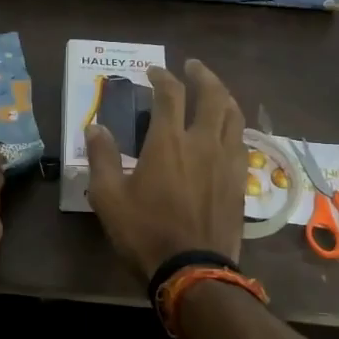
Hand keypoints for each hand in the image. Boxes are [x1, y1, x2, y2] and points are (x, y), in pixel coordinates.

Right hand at [85, 59, 245, 277]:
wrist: (193, 271)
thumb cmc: (145, 233)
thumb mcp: (109, 198)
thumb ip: (102, 158)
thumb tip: (96, 128)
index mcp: (168, 142)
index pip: (169, 95)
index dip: (161, 77)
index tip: (153, 72)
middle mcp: (203, 142)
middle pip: (212, 95)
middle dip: (202, 75)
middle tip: (192, 67)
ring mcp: (227, 161)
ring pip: (234, 116)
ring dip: (223, 96)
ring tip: (215, 91)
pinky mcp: (241, 181)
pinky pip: (242, 141)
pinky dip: (234, 125)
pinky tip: (228, 131)